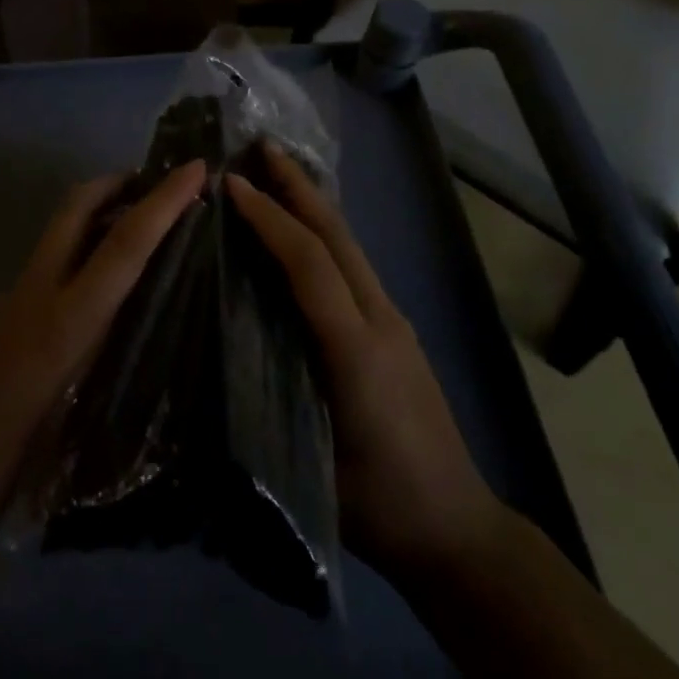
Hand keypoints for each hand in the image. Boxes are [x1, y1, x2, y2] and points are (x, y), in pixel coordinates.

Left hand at [0, 160, 209, 530]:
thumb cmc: (21, 460)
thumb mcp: (86, 415)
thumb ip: (119, 356)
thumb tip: (157, 309)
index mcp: (68, 320)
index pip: (122, 244)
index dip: (162, 202)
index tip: (196, 169)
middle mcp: (39, 290)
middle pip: (77, 207)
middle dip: (118, 182)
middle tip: (160, 182)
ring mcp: (17, 291)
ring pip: (62, 226)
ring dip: (100, 208)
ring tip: (142, 219)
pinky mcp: (7, 304)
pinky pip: (54, 252)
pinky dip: (83, 240)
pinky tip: (103, 270)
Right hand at [227, 145, 505, 588]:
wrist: (461, 531)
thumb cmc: (382, 507)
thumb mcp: (312, 468)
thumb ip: (266, 405)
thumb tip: (217, 354)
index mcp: (356, 350)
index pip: (309, 265)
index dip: (270, 220)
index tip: (233, 186)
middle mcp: (380, 320)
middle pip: (338, 237)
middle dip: (298, 187)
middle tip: (262, 148)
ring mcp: (393, 321)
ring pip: (349, 246)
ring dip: (312, 204)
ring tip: (278, 174)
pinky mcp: (395, 330)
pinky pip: (354, 265)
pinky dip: (324, 234)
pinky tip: (302, 232)